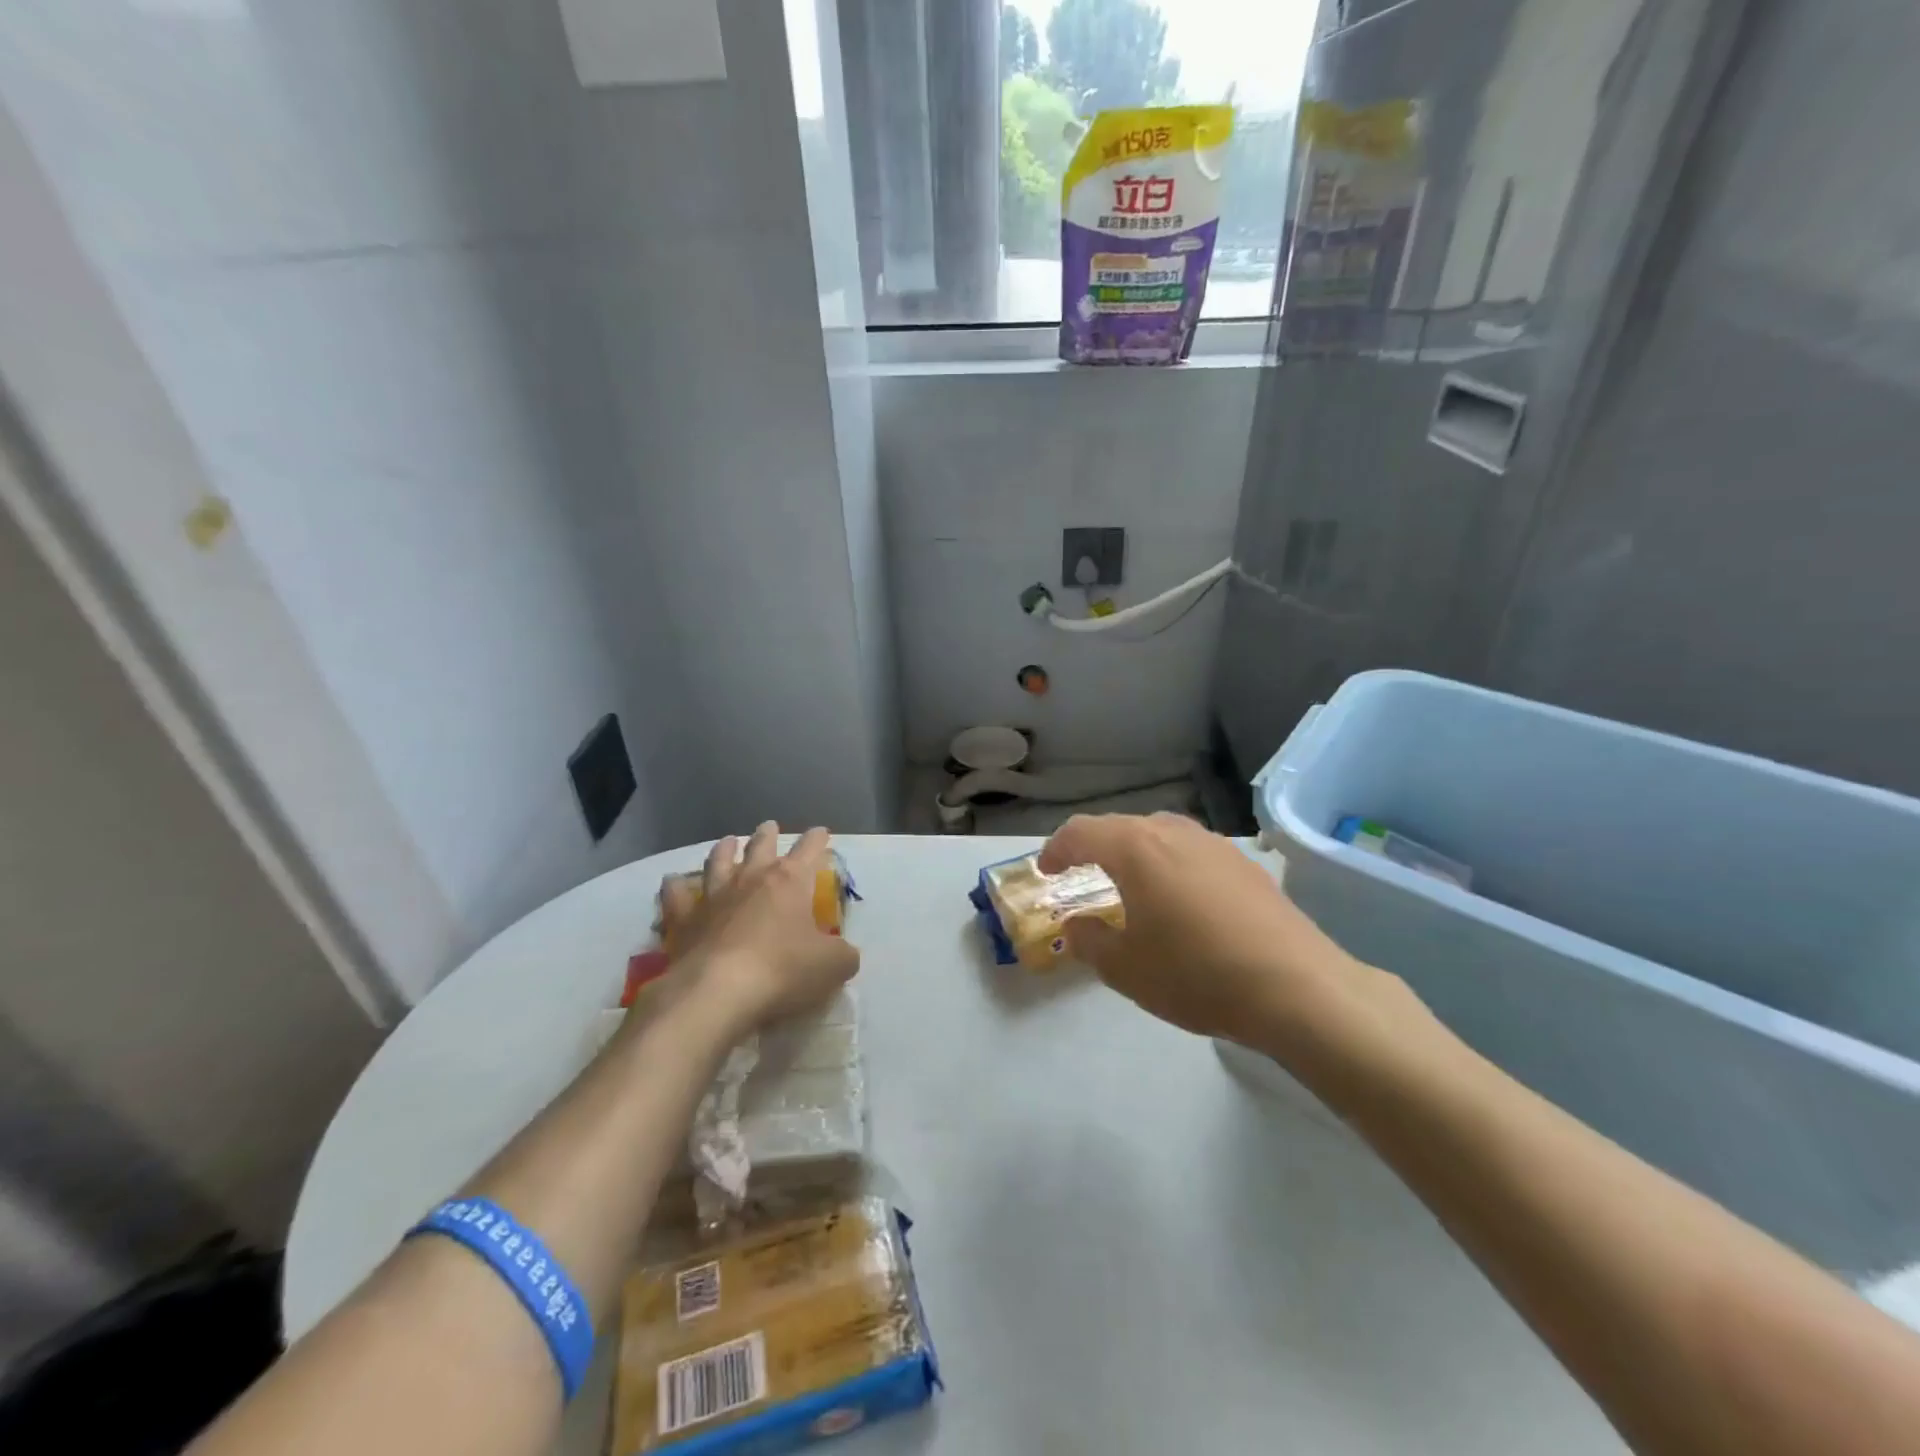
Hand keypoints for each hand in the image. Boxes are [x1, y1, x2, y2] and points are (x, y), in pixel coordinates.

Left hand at [657, 823, 857, 1039]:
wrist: (717, 993)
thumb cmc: (782, 971)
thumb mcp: (832, 966)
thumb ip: (843, 955)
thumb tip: (844, 953)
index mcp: (789, 882)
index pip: (808, 850)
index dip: (817, 839)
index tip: (821, 831)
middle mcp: (751, 880)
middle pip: (760, 847)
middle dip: (768, 835)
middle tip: (769, 826)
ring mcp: (714, 897)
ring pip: (718, 862)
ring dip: (724, 850)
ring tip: (727, 842)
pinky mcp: (685, 921)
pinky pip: (677, 897)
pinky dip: (675, 886)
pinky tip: (672, 881)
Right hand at [1038, 813, 1372, 1041]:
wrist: (1297, 988)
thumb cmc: (1197, 975)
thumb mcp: (1125, 969)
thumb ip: (1089, 941)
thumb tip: (1077, 925)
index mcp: (1136, 849)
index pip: (1081, 832)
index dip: (1056, 849)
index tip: (1046, 870)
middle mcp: (1173, 832)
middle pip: (1120, 827)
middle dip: (1093, 847)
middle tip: (1079, 874)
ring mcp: (1214, 844)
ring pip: (1158, 834)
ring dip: (1133, 852)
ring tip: (1127, 883)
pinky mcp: (1245, 864)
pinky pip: (1190, 851)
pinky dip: (1168, 864)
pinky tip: (1178, 898)